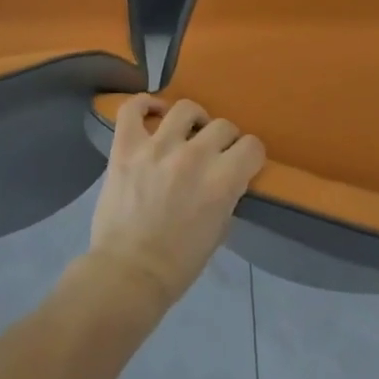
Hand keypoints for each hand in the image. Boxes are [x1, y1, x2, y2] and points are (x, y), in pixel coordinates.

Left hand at [84, 97, 265, 316]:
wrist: (128, 275)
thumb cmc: (178, 263)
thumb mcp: (219, 230)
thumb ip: (226, 195)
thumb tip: (226, 175)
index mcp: (222, 180)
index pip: (252, 146)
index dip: (249, 155)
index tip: (242, 163)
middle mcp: (194, 156)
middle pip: (222, 125)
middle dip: (223, 140)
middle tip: (213, 154)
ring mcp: (157, 148)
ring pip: (185, 109)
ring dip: (192, 120)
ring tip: (186, 133)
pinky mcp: (126, 148)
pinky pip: (132, 109)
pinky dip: (144, 104)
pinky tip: (153, 112)